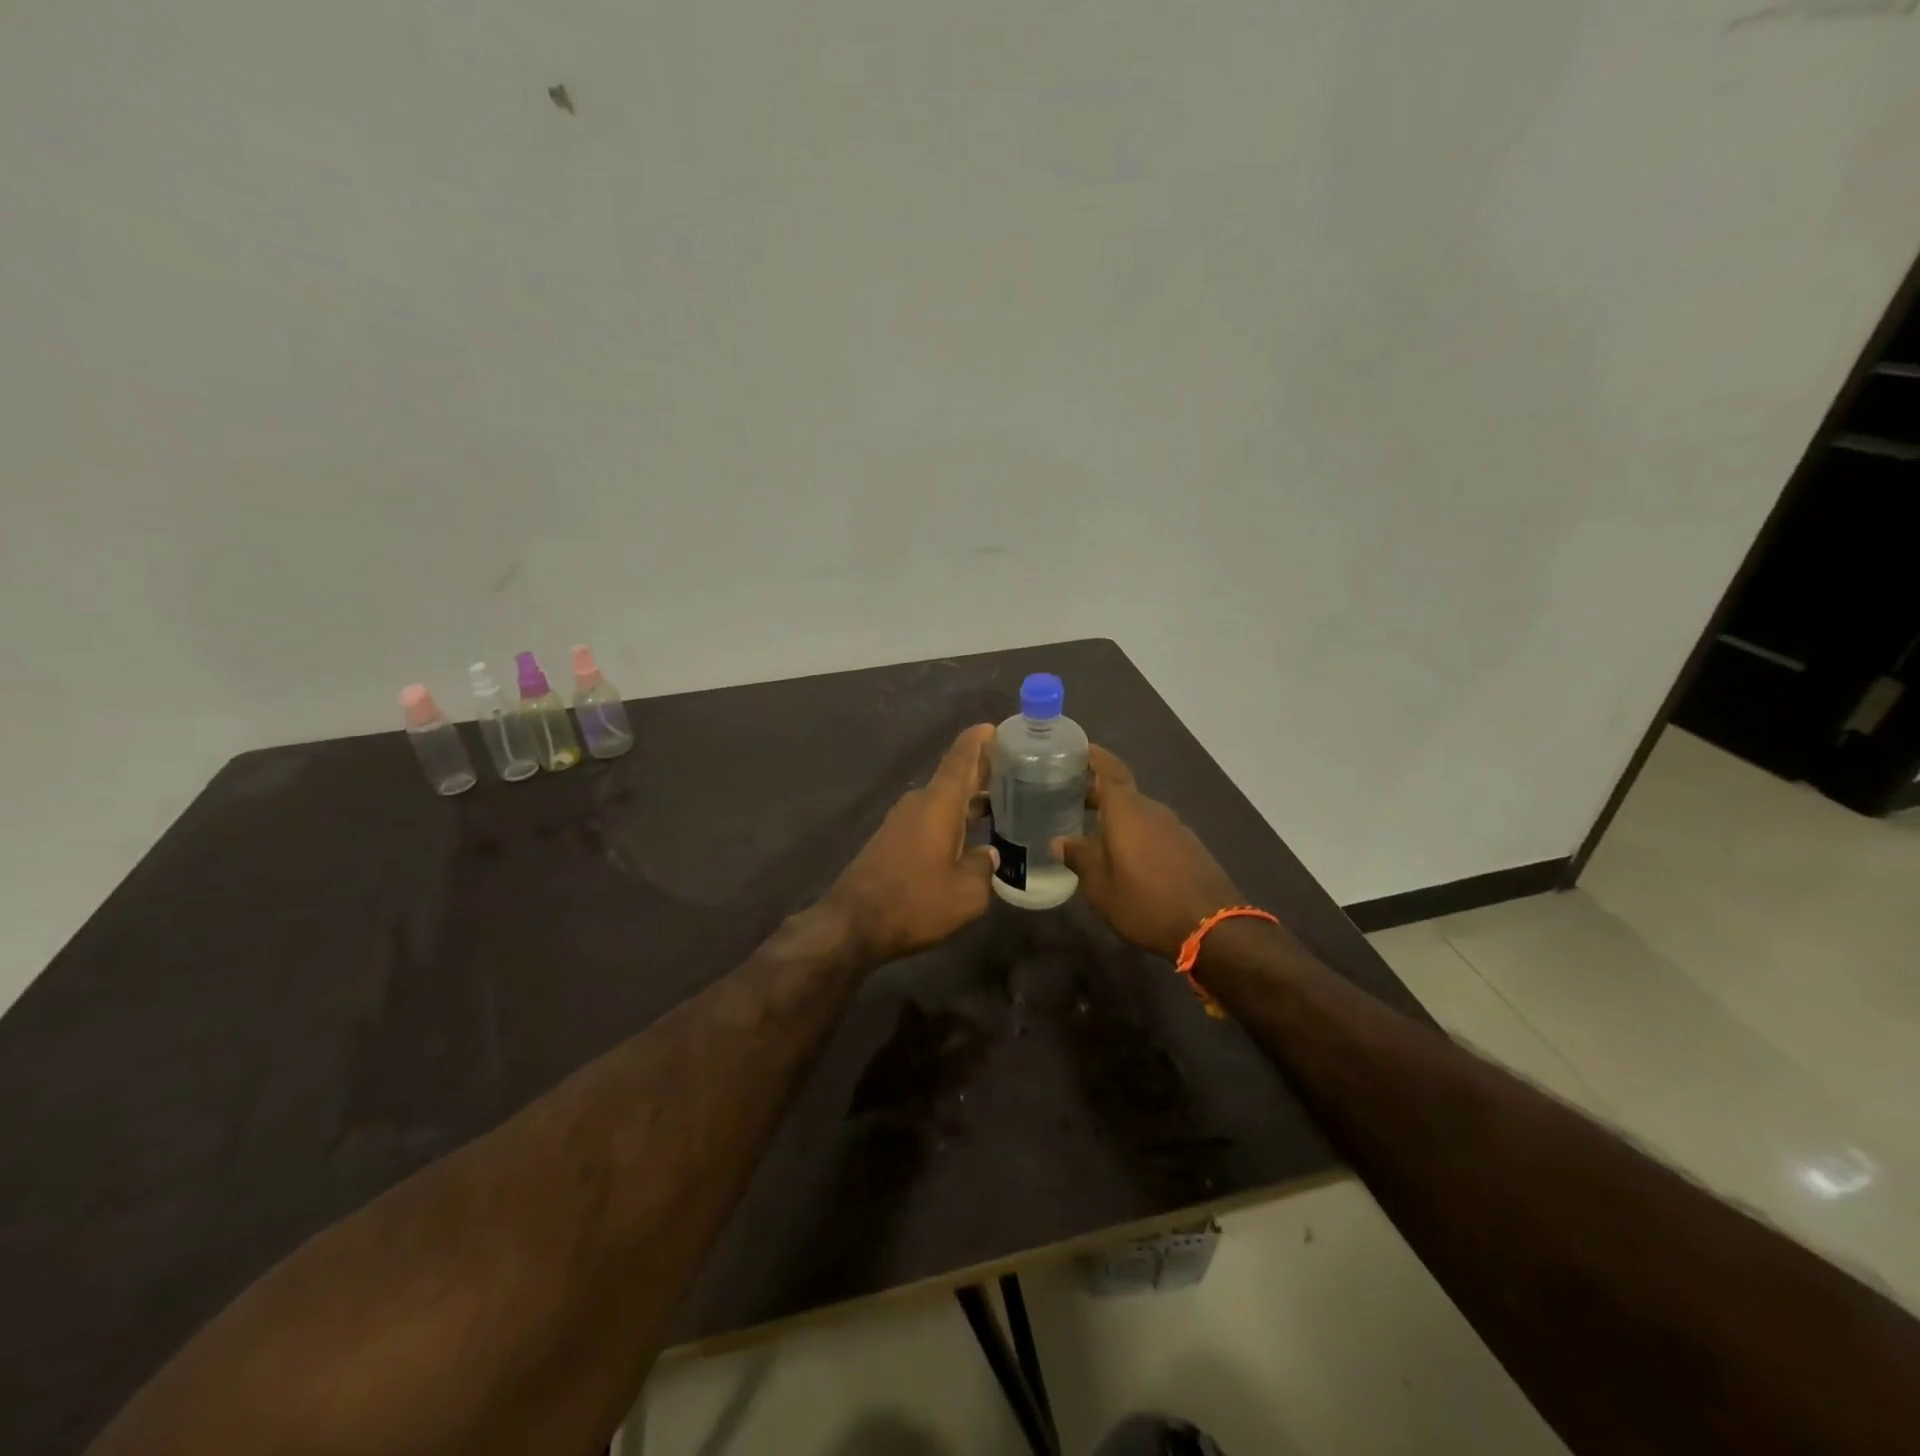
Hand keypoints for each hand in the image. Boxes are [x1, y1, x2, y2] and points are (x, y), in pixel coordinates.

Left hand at [821, 724, 999, 965]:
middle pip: (953, 778)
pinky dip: (952, 819)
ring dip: (967, 800)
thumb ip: (984, 868)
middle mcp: (919, 803)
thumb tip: (990, 855)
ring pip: (942, 801)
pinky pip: (929, 819)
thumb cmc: (914, 902)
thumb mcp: (966, 894)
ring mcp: (901, 821)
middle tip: (1013, 770)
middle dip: (981, 772)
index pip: (960, 759)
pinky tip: (969, 837)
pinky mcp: (891, 840)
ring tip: (999, 805)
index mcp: (938, 804)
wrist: (852, 924)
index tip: (994, 727)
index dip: (978, 741)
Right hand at [1055, 745, 1245, 960]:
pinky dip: (1135, 834)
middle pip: (1122, 792)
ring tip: (1093, 832)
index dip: (1094, 756)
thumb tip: (1059, 842)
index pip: (1109, 769)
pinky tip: (1125, 856)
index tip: (1078, 748)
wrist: (1212, 927)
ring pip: (1139, 814)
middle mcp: (1152, 811)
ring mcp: (1175, 829)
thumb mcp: (1101, 885)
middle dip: (1097, 793)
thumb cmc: (1145, 900)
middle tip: (1069, 798)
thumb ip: (1080, 857)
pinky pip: (1154, 831)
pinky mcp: (1189, 849)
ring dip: (1117, 818)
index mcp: (1127, 810)